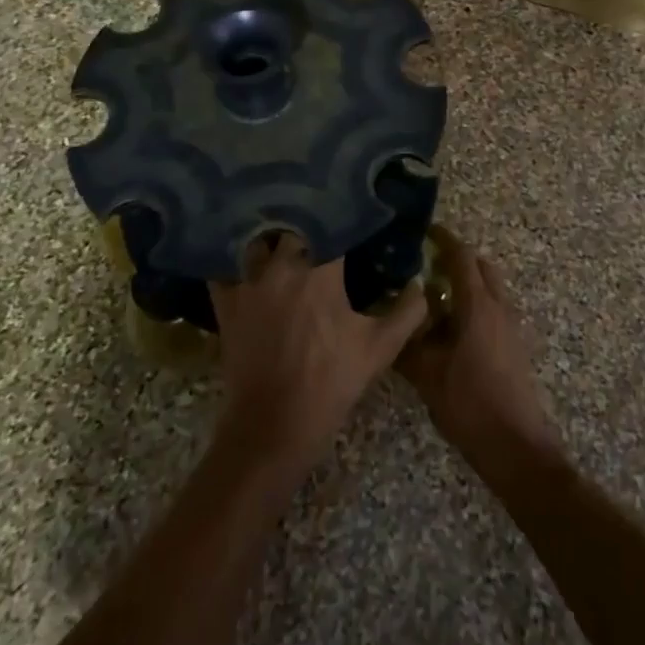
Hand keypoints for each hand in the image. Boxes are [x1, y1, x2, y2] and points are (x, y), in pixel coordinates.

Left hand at [209, 233, 424, 474]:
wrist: (273, 426)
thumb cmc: (331, 382)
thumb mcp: (380, 349)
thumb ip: (407, 311)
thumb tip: (420, 284)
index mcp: (321, 270)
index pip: (333, 225)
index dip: (343, 219)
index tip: (353, 218)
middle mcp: (281, 265)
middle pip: (294, 227)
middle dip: (308, 227)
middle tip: (320, 232)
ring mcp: (248, 282)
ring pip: (259, 241)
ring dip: (272, 240)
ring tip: (283, 243)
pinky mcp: (226, 302)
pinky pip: (225, 268)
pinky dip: (234, 262)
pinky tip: (245, 264)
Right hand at [398, 227, 561, 471]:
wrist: (515, 446)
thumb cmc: (469, 403)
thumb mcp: (427, 374)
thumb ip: (407, 342)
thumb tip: (392, 318)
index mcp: (478, 305)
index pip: (461, 257)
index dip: (443, 239)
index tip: (424, 230)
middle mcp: (498, 307)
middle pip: (481, 267)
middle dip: (457, 259)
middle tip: (426, 263)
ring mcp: (510, 326)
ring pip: (489, 289)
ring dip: (466, 284)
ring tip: (433, 295)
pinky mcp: (513, 346)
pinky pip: (492, 309)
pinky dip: (473, 305)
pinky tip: (449, 328)